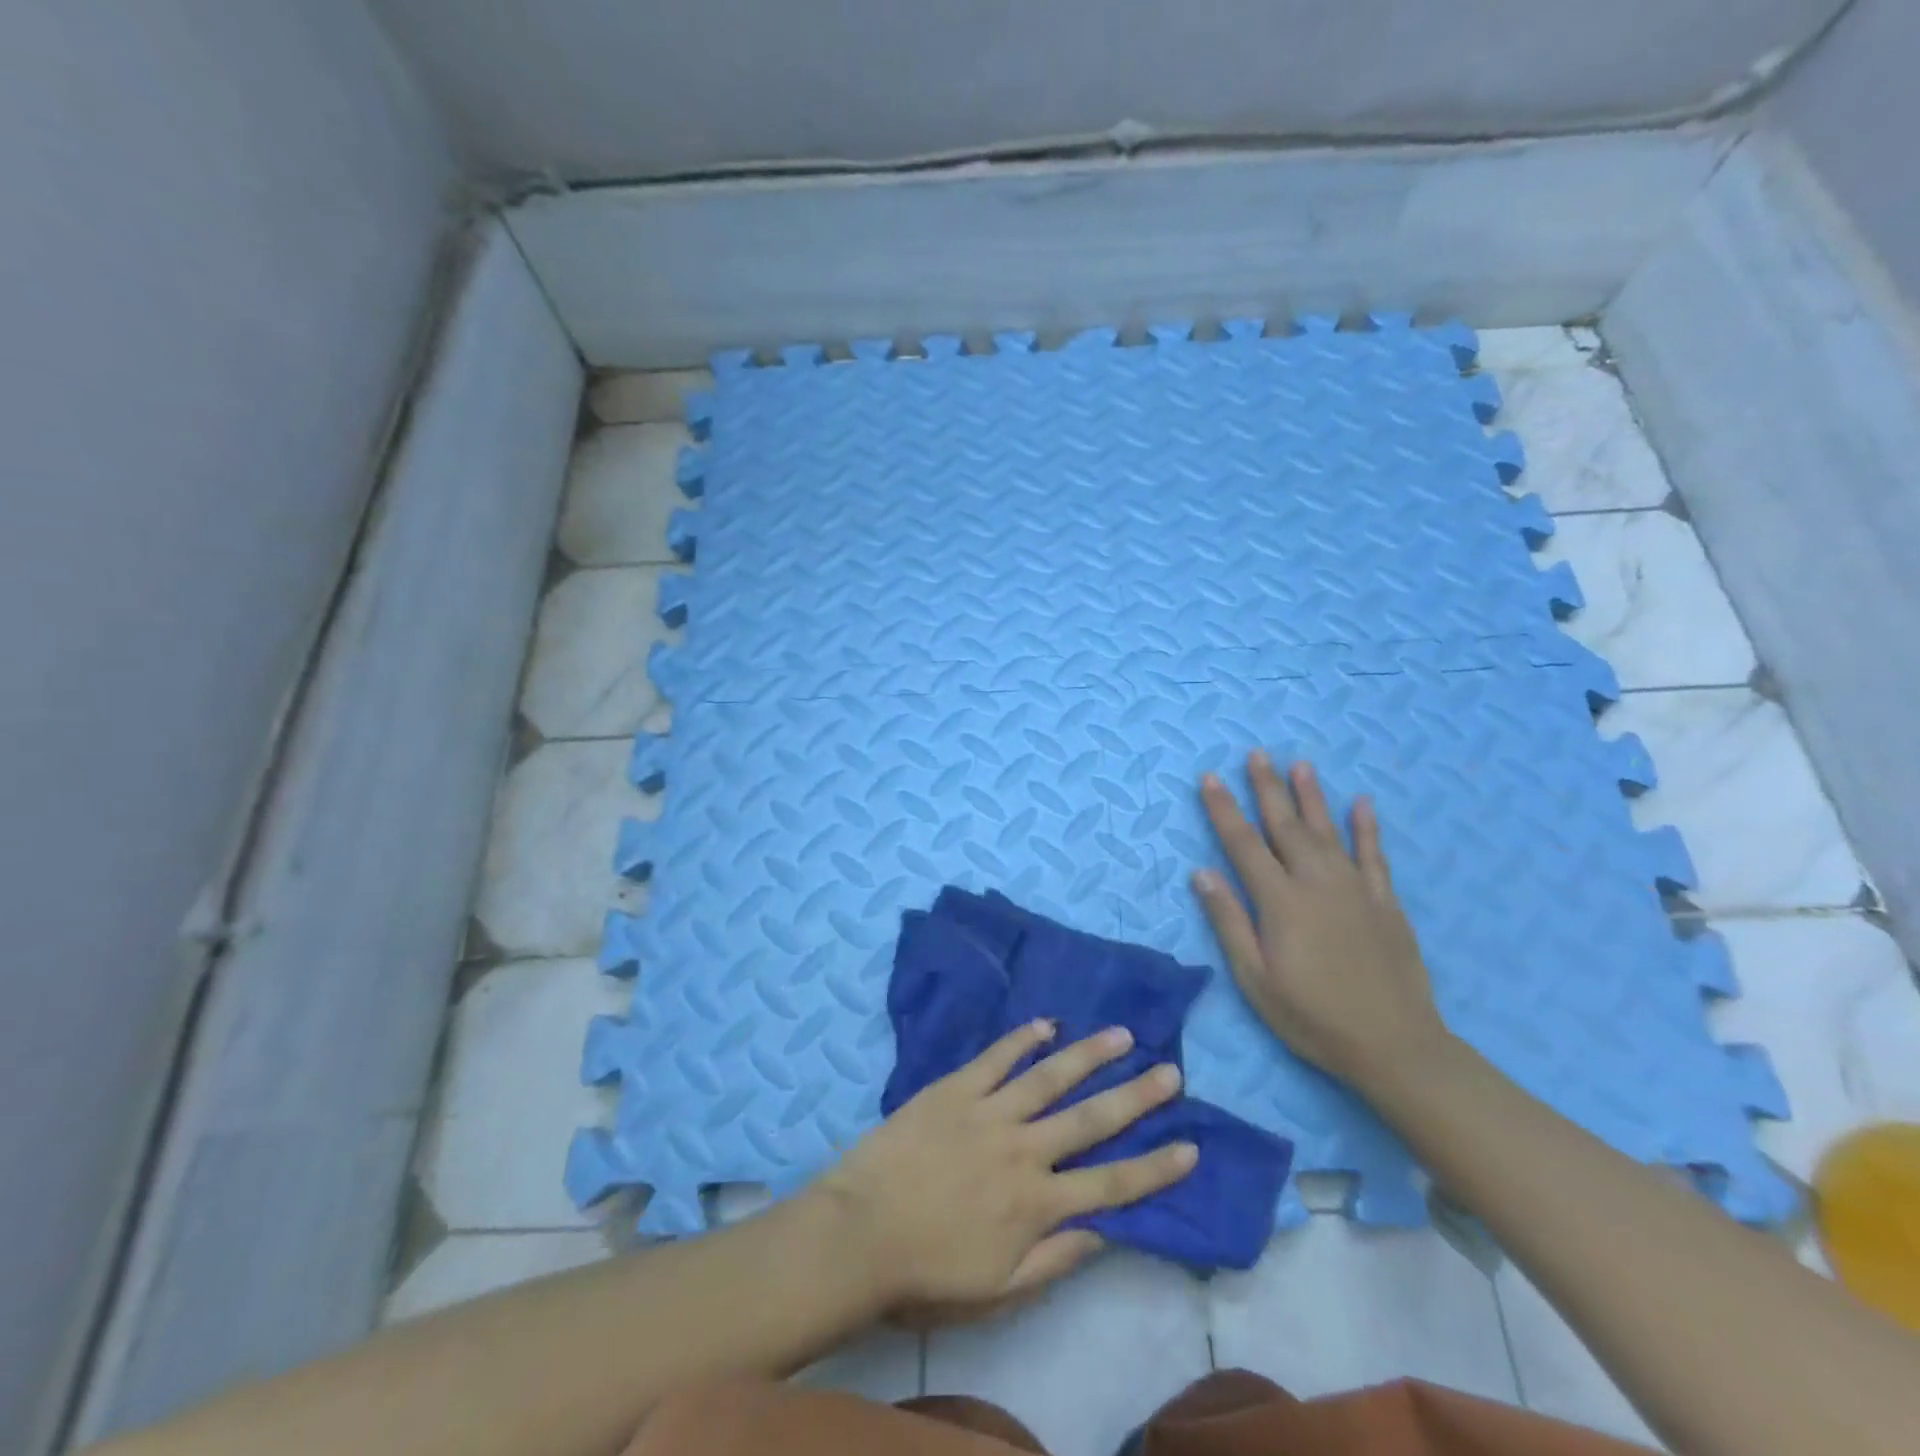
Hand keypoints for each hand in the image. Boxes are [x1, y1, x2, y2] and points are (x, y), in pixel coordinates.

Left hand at [815, 1021, 1195, 1316]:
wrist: (859, 1232)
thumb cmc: (927, 1270)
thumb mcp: (999, 1290)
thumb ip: (1055, 1259)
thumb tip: (1106, 1232)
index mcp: (1037, 1203)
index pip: (1112, 1184)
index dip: (1155, 1167)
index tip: (1191, 1145)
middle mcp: (1024, 1150)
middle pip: (1091, 1119)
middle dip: (1136, 1096)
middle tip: (1170, 1071)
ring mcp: (989, 1112)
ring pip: (1049, 1077)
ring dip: (1089, 1055)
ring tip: (1122, 1034)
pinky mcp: (955, 1088)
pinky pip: (996, 1057)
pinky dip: (1022, 1038)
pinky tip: (1046, 1023)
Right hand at [1191, 752, 1448, 1092]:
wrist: (1395, 1045)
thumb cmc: (1312, 1016)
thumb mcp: (1255, 978)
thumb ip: (1229, 921)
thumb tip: (1201, 873)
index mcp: (1280, 901)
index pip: (1244, 844)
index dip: (1224, 809)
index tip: (1209, 778)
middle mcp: (1316, 882)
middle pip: (1285, 825)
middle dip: (1267, 788)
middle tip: (1256, 753)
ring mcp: (1355, 889)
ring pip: (1328, 830)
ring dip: (1311, 795)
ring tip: (1299, 764)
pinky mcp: (1384, 902)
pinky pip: (1374, 855)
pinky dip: (1366, 827)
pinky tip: (1361, 803)